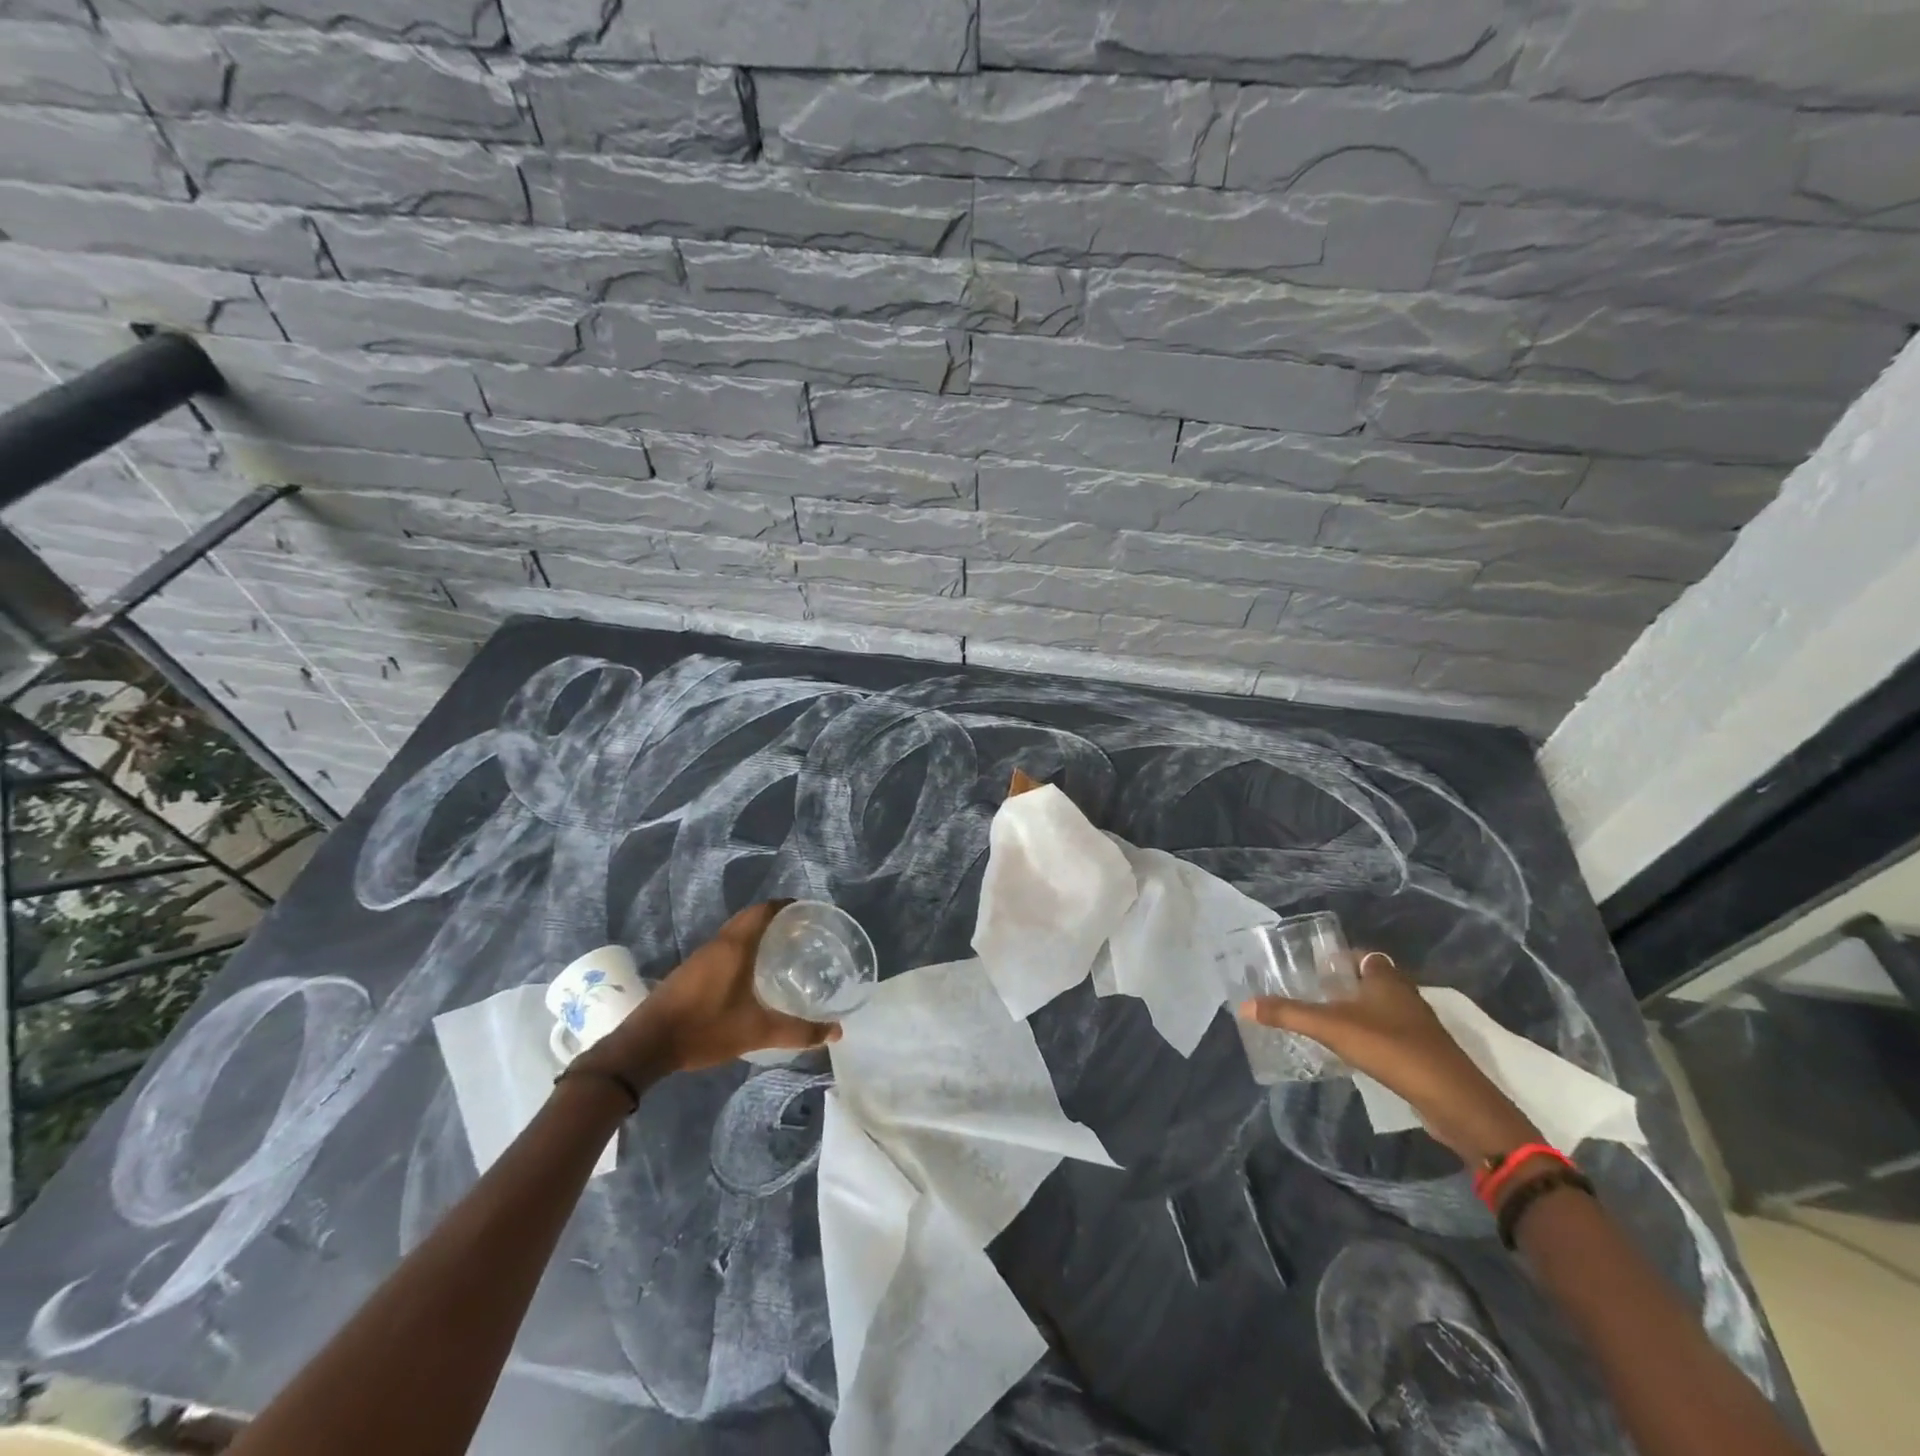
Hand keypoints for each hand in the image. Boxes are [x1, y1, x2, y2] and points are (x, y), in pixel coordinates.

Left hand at [585, 902, 840, 1078]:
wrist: (646, 1045)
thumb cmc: (704, 1029)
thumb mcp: (756, 1032)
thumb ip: (798, 1031)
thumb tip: (836, 1031)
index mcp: (735, 946)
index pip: (763, 910)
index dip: (785, 906)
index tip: (808, 912)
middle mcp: (718, 943)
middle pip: (750, 918)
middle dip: (775, 919)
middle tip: (801, 931)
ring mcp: (701, 956)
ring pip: (735, 932)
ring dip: (757, 933)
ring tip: (782, 949)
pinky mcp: (690, 971)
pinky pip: (724, 947)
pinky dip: (743, 947)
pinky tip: (752, 971)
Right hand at [1238, 952, 1539, 1165]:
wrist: (1454, 1102)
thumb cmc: (1393, 1049)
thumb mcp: (1333, 1028)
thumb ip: (1289, 1014)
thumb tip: (1244, 1005)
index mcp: (1386, 978)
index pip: (1361, 955)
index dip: (1337, 958)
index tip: (1309, 966)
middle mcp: (1404, 995)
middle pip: (1369, 981)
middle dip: (1340, 986)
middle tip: (1307, 993)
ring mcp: (1415, 1026)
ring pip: (1378, 1009)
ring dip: (1354, 1012)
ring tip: (1319, 1020)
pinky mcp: (1420, 1053)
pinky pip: (1386, 1034)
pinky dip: (1366, 1036)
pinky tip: (1346, 1050)